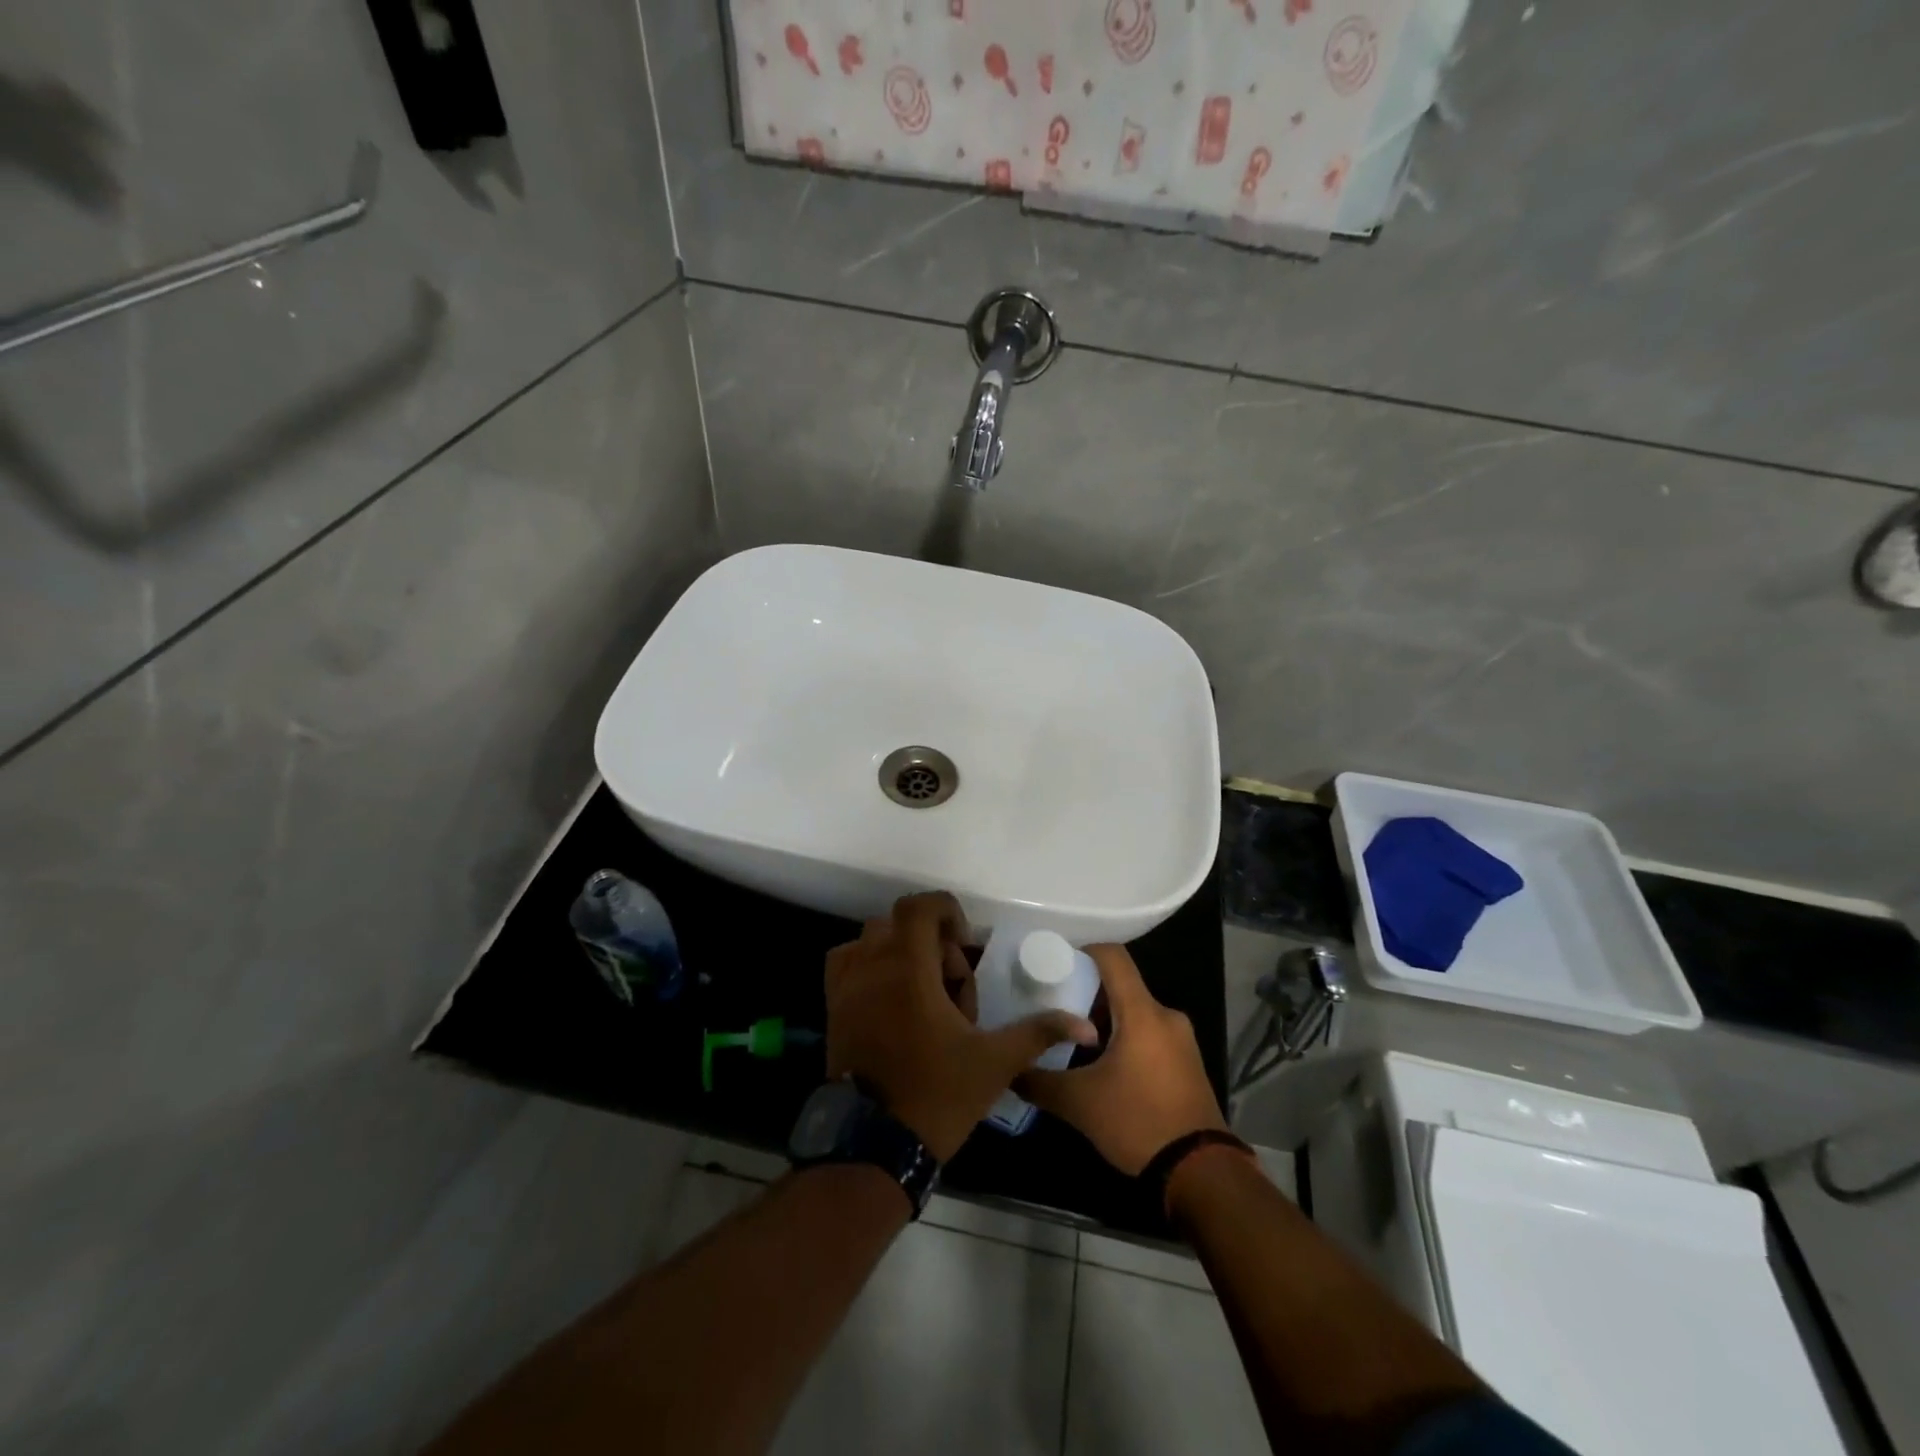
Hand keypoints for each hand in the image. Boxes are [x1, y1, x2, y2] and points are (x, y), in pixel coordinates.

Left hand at [825, 892, 1097, 1162]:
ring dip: (900, 953)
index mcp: (909, 969)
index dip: (946, 911)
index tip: (964, 944)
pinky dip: (869, 967)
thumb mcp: (994, 1062)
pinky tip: (892, 1002)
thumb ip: (1038, 1033)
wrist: (874, 1146)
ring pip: (871, 941)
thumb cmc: (937, 1095)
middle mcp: (871, 966)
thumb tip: (1086, 1026)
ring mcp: (846, 986)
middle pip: (899, 923)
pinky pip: (846, 964)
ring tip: (922, 993)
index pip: (919, 907)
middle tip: (952, 985)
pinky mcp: (832, 1007)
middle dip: (931, 942)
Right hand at [1016, 944, 1226, 1175]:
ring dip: (1106, 1020)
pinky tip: (1103, 1065)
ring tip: (1073, 1039)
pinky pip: (1150, 1034)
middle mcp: (1165, 1016)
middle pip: (1122, 986)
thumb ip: (1039, 1081)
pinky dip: (1125, 1038)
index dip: (1083, 951)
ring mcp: (1181, 1040)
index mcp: (1141, 1012)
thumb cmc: (1138, 1122)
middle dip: (1087, 993)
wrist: (1202, 1174)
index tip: (1055, 963)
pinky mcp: (1188, 1063)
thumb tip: (1010, 1070)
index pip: (1113, 957)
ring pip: (1135, 1012)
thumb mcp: (1079, 1103)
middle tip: (1054, 1007)